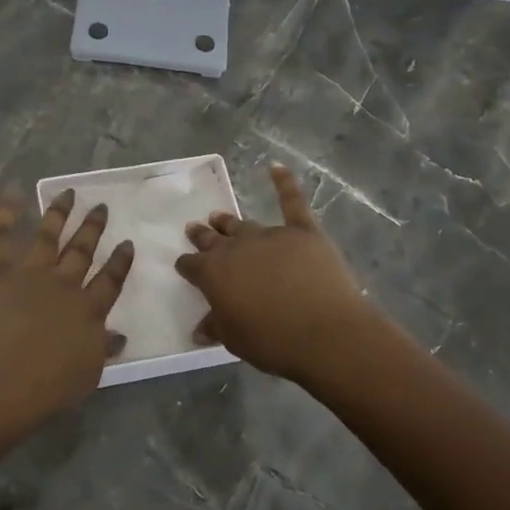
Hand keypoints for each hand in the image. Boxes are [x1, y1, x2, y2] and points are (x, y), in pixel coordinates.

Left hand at [0, 188, 134, 434]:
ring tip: (68, 193)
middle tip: (101, 207)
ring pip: (49, 235)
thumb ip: (102, 350)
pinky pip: (2, 234)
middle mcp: (64, 285)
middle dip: (93, 228)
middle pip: (82, 251)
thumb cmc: (43, 390)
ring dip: (60, 212)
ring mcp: (29, 273)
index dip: (120, 261)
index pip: (110, 281)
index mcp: (88, 311)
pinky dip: (8, 212)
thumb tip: (117, 335)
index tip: (127, 242)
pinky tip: (14, 191)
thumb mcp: (86, 376)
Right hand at [175, 162, 383, 382]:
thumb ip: (216, 327)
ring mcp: (270, 236)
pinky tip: (276, 167)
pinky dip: (284, 183)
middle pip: (213, 238)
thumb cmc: (273, 341)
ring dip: (229, 221)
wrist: (325, 333)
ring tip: (219, 216)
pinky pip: (292, 202)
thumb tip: (199, 329)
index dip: (187, 265)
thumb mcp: (235, 340)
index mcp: (213, 273)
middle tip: (194, 228)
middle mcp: (236, 248)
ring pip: (243, 224)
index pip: (192, 265)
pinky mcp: (303, 231)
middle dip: (202, 235)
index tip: (184, 265)